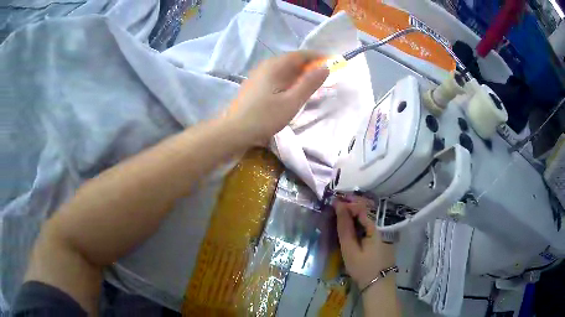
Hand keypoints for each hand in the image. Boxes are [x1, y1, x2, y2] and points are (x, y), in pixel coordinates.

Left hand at [226, 51, 328, 145]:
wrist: (234, 131)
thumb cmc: (264, 117)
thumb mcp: (291, 102)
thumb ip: (309, 83)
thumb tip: (325, 68)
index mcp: (275, 66)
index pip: (300, 54)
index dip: (317, 57)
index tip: (332, 63)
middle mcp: (266, 65)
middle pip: (292, 60)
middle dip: (309, 66)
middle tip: (324, 77)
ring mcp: (258, 74)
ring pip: (284, 69)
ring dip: (299, 74)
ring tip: (311, 85)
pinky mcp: (255, 84)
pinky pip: (277, 76)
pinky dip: (289, 80)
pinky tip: (293, 91)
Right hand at [334, 196, 395, 287]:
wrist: (378, 285)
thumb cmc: (363, 268)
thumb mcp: (350, 249)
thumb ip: (344, 228)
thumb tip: (339, 206)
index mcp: (377, 227)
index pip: (361, 208)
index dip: (347, 203)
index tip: (333, 203)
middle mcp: (383, 226)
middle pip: (366, 211)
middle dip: (350, 207)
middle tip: (335, 208)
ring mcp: (385, 232)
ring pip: (368, 218)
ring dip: (354, 215)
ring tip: (340, 215)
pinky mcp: (383, 239)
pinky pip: (371, 225)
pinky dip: (360, 223)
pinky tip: (351, 226)